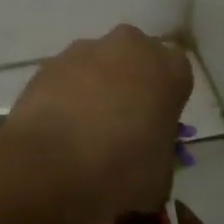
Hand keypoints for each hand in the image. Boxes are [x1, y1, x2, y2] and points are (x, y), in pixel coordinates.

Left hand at [5, 25, 192, 223]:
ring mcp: (83, 50)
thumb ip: (158, 154)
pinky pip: (64, 78)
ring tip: (80, 133)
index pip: (175, 77)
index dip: (163, 103)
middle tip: (118, 127)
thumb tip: (143, 160)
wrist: (53, 162)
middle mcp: (129, 46)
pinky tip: (56, 130)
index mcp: (169, 68)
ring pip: (95, 67)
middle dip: (127, 86)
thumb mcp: (160, 176)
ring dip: (92, 89)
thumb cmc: (122, 168)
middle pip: (133, 62)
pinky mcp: (48, 63)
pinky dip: (63, 97)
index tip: (152, 129)